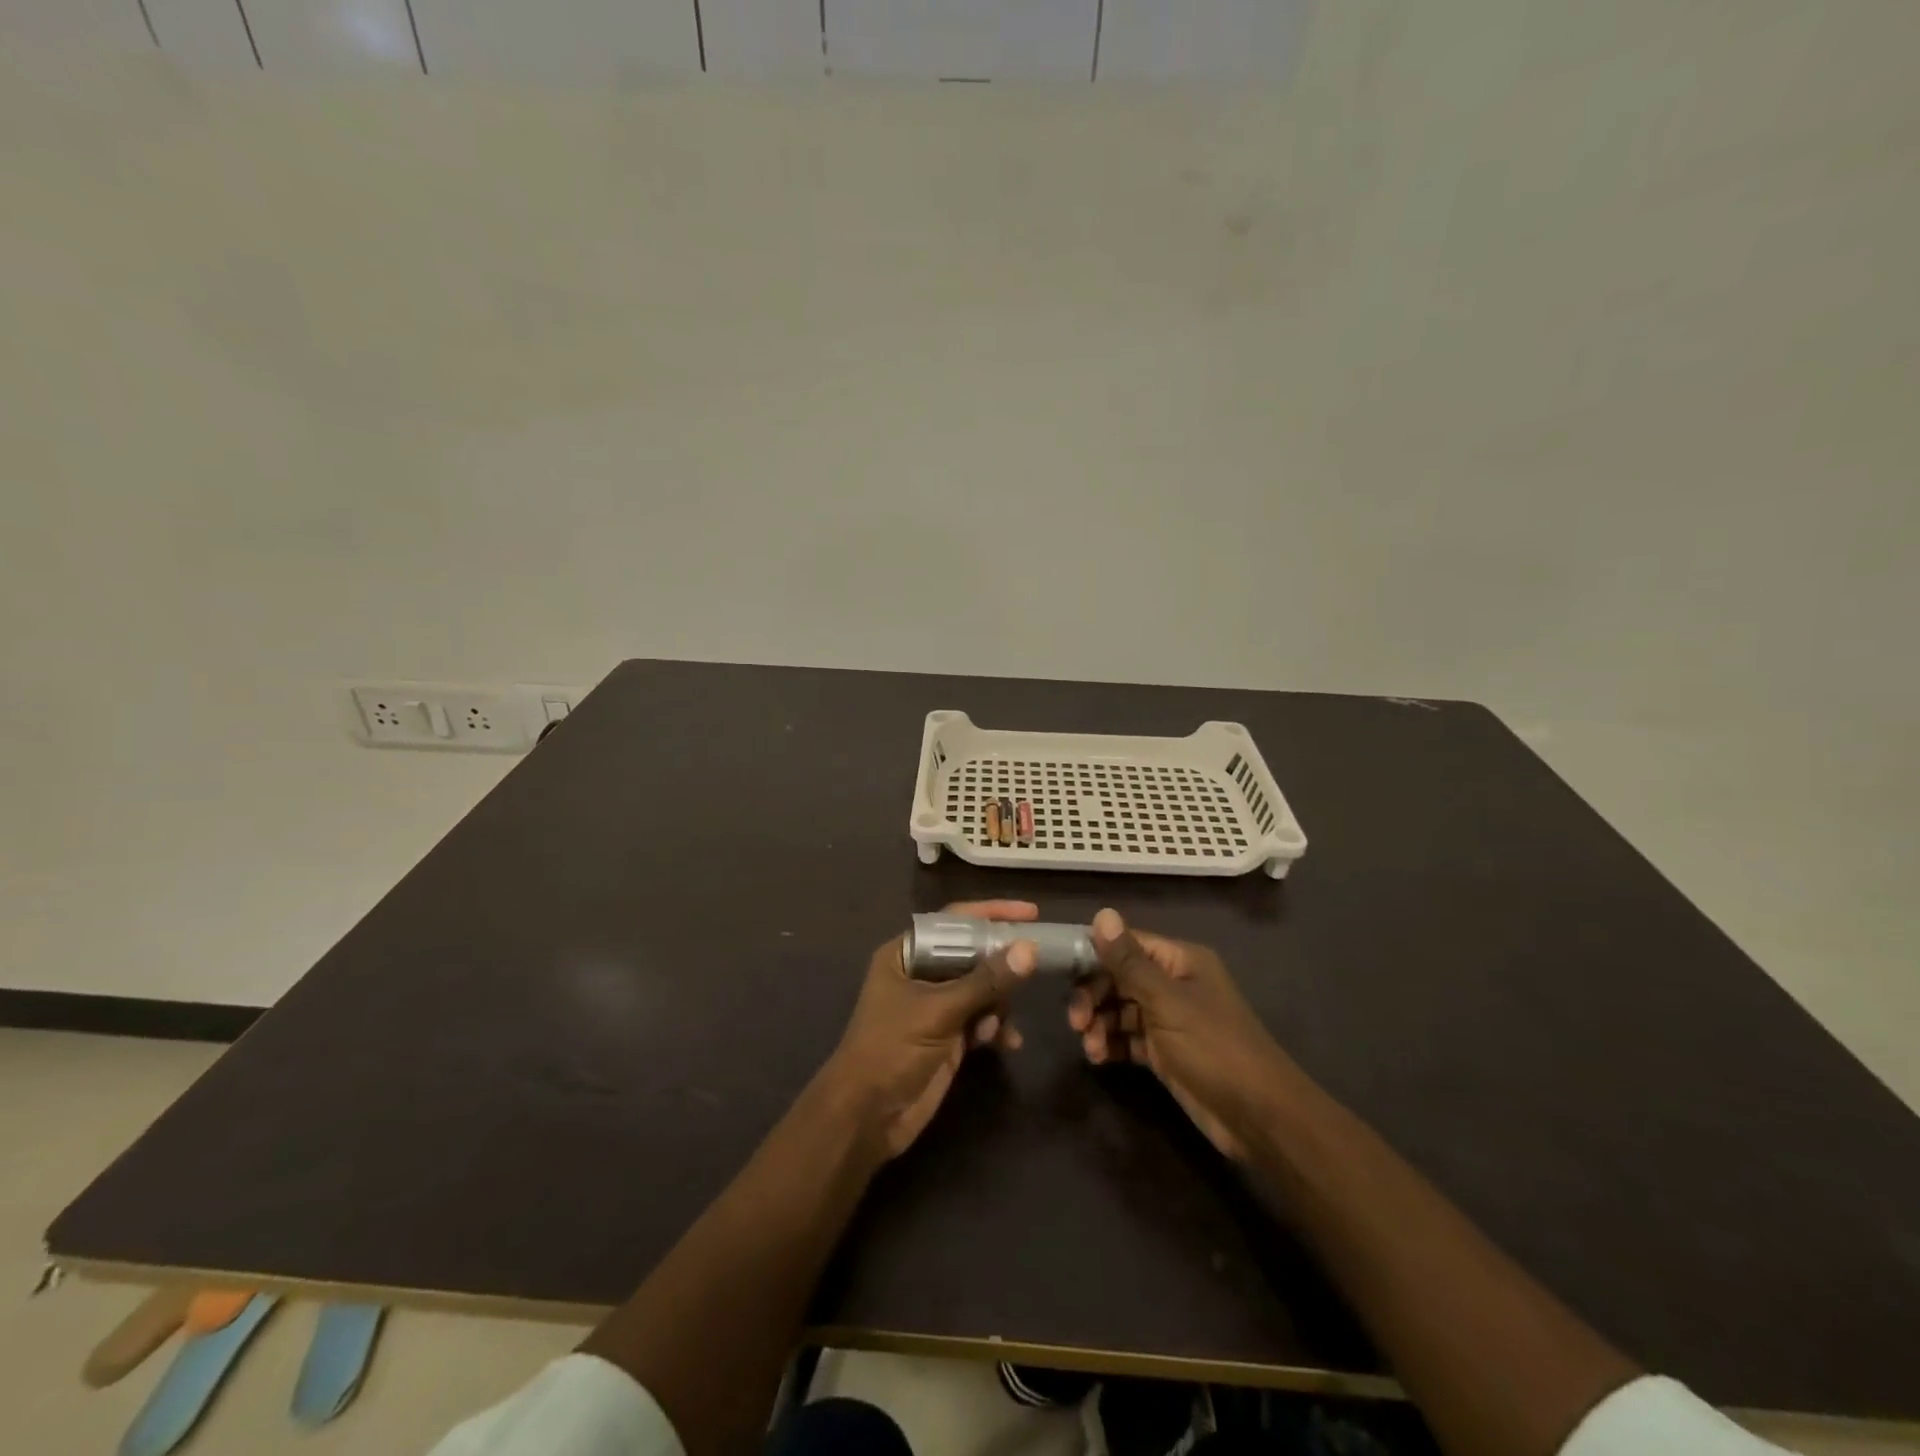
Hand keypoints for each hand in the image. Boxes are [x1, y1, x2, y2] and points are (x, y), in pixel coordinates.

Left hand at [824, 900, 1037, 1158]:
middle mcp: (922, 973)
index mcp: (907, 953)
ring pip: (982, 988)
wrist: (867, 1117)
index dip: (991, 913)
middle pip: (973, 954)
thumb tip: (1029, 949)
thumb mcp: (939, 1011)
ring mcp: (936, 1005)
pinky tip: (1006, 1043)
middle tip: (1036, 966)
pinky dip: (996, 1027)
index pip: (954, 921)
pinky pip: (983, 1018)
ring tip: (999, 1025)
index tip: (1030, 912)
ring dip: (999, 1003)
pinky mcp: (948, 1035)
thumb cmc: (892, 1049)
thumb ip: (985, 980)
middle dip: (1001, 965)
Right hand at [1068, 908, 1296, 1160]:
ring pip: (1120, 1009)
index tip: (1063, 973)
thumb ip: (1129, 961)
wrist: (1258, 1117)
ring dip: (1099, 1023)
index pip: (1126, 944)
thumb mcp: (1167, 1002)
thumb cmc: (1214, 1048)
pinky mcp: (1165, 1051)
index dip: (1094, 954)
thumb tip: (1102, 913)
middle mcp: (1173, 983)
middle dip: (1093, 995)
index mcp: (1180, 960)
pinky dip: (1111, 1043)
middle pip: (1119, 977)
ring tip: (1090, 1047)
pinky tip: (1099, 1057)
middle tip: (1075, 1021)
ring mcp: (1169, 1018)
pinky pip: (1128, 1037)